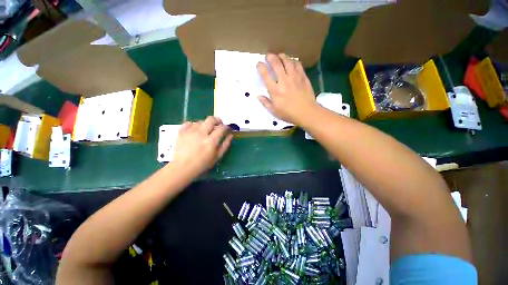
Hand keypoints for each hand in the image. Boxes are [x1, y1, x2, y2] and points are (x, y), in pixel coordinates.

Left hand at [173, 116, 232, 174]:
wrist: (182, 168)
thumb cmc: (202, 164)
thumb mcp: (217, 157)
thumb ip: (225, 145)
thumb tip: (230, 135)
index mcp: (211, 141)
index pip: (222, 127)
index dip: (226, 127)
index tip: (226, 129)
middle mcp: (201, 133)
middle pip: (211, 119)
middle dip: (217, 120)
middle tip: (218, 125)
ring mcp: (190, 131)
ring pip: (201, 121)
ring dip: (205, 125)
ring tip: (205, 131)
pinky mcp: (181, 132)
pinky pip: (189, 123)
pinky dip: (193, 125)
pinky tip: (194, 131)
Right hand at [257, 53, 318, 124]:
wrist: (307, 112)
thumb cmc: (289, 113)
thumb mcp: (274, 111)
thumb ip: (266, 103)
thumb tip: (259, 96)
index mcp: (275, 90)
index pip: (265, 75)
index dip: (261, 67)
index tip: (259, 64)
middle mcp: (283, 81)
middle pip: (276, 64)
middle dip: (271, 57)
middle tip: (268, 56)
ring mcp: (294, 77)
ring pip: (287, 61)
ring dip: (282, 56)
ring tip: (279, 55)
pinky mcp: (303, 77)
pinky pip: (297, 65)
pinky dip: (293, 61)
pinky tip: (291, 61)